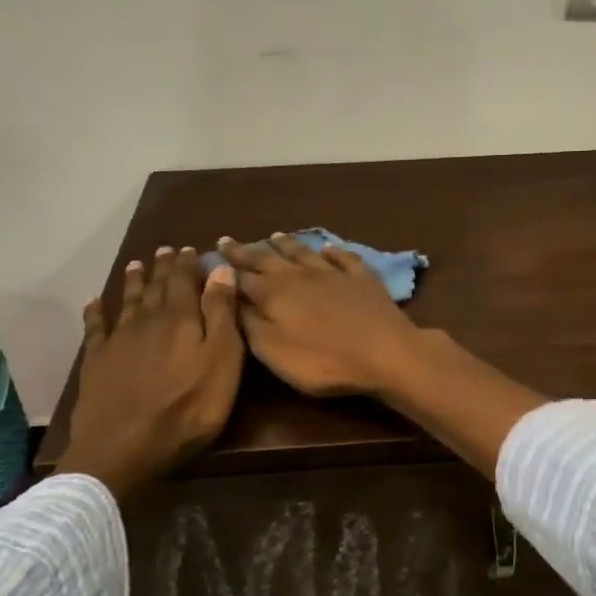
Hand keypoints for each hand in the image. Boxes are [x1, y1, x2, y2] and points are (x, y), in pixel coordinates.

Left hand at [55, 246, 244, 498]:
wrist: (125, 446)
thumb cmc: (188, 407)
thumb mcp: (221, 361)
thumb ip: (222, 314)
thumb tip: (220, 269)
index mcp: (181, 318)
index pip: (185, 280)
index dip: (188, 264)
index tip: (190, 249)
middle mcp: (147, 320)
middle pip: (155, 287)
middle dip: (162, 268)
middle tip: (165, 251)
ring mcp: (118, 340)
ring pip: (127, 301)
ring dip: (133, 282)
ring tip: (136, 265)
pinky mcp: (96, 361)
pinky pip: (95, 327)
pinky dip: (95, 312)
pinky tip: (94, 302)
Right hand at [218, 233, 426, 397]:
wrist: (386, 352)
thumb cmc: (324, 361)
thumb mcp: (274, 352)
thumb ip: (249, 324)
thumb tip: (230, 299)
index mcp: (274, 293)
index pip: (241, 277)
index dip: (223, 268)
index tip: (209, 254)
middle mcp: (300, 275)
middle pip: (268, 259)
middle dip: (246, 250)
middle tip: (229, 240)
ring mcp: (334, 273)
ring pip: (304, 253)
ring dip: (286, 244)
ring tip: (273, 235)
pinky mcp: (362, 279)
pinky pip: (343, 258)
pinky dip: (332, 251)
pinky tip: (328, 247)